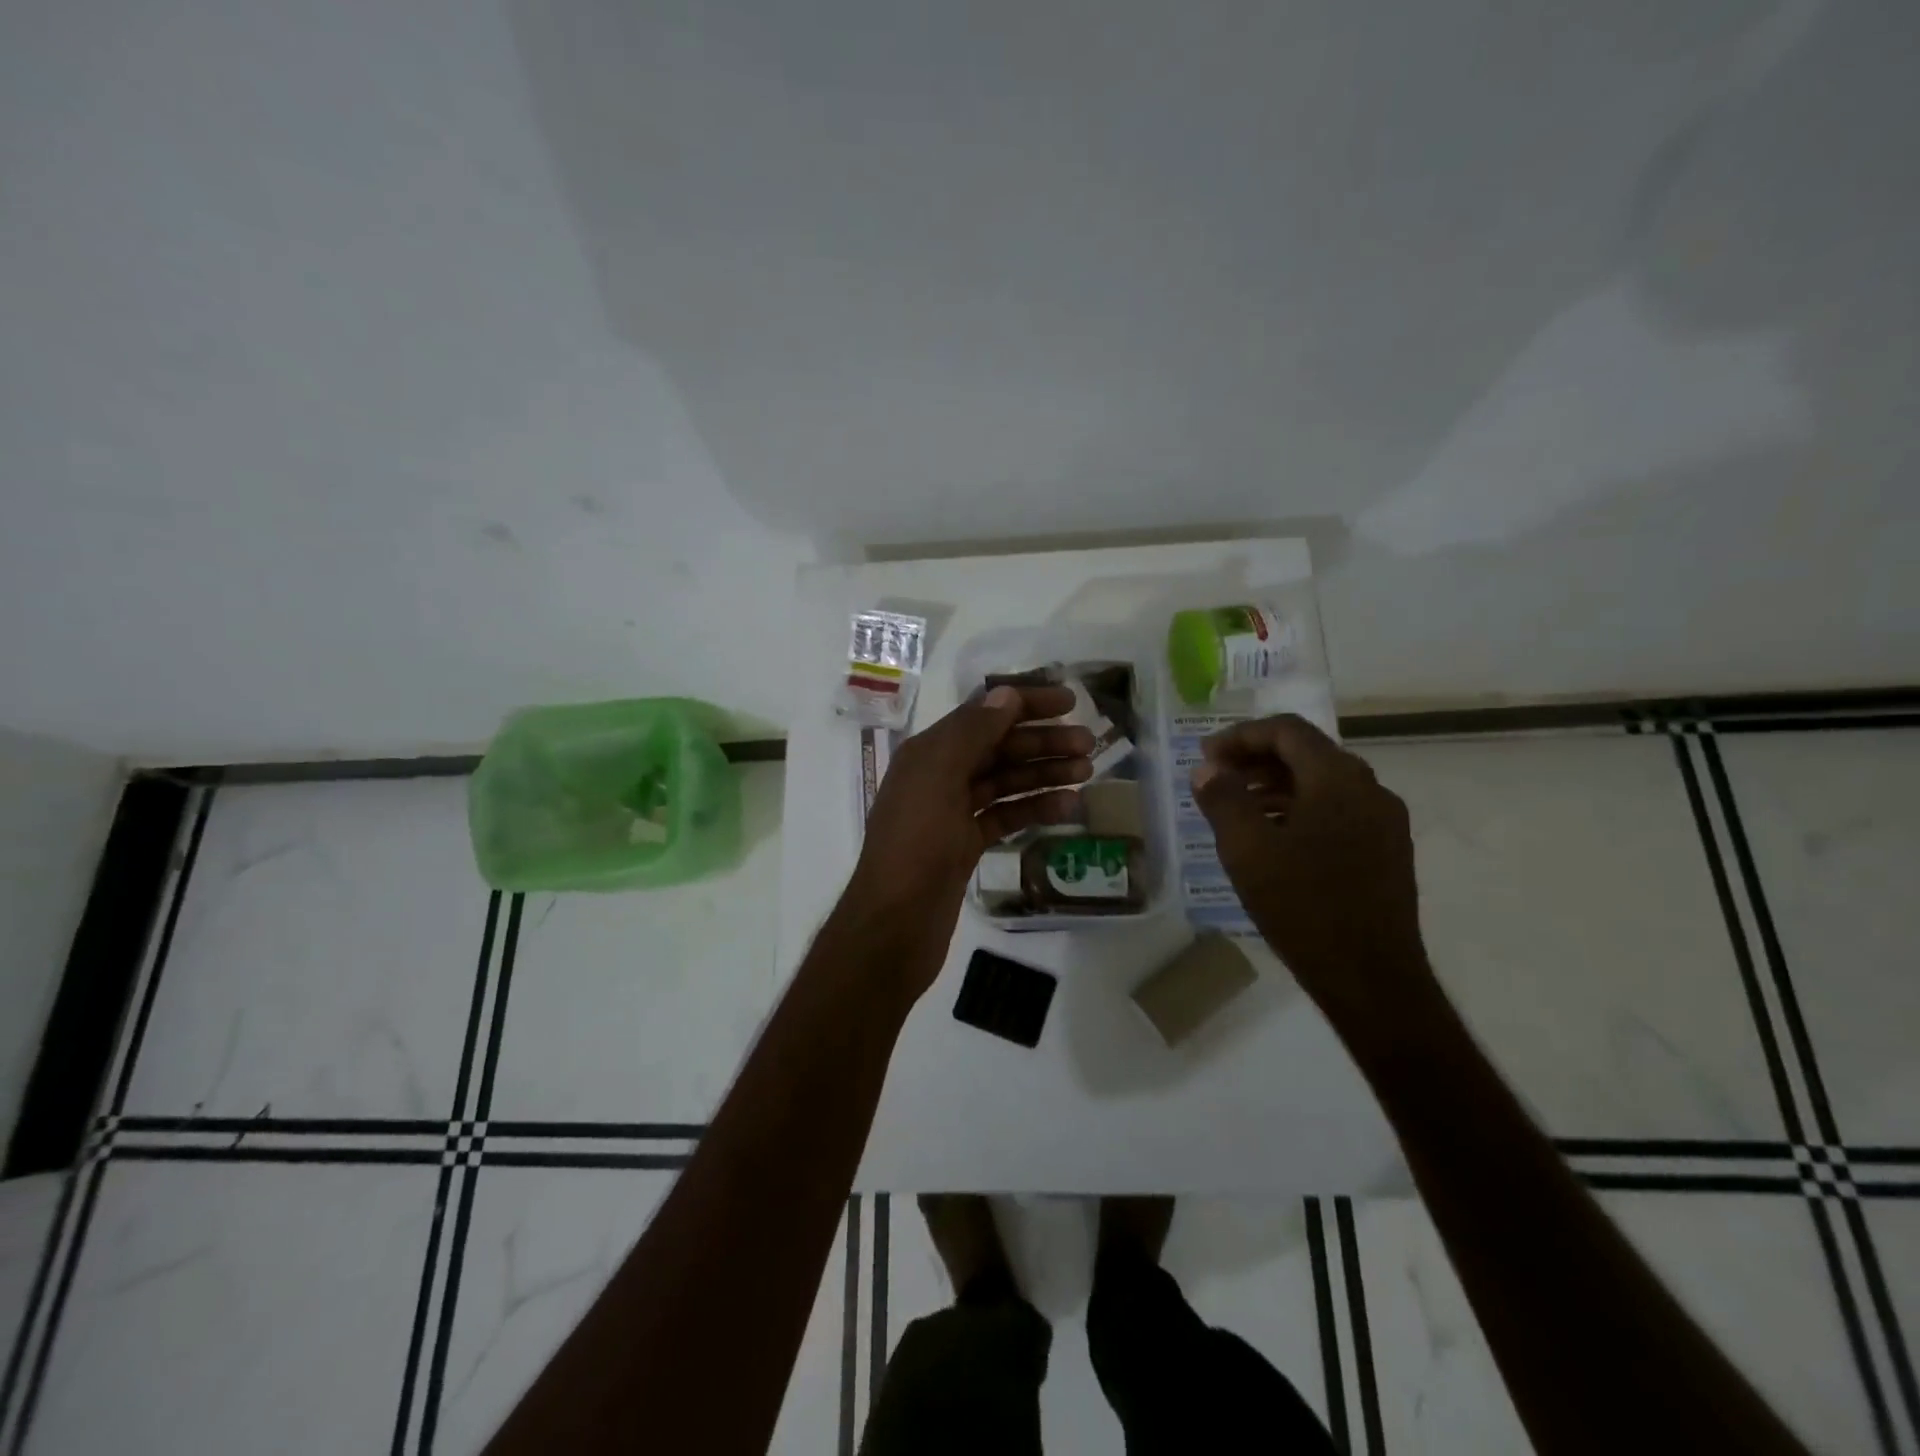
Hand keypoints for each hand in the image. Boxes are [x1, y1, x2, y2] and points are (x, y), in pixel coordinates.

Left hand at [845, 685, 1091, 983]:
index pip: (982, 714)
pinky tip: (1068, 806)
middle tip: (1089, 742)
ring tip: (1087, 771)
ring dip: (1044, 773)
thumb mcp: (939, 777)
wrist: (895, 924)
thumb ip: (972, 733)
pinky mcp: (965, 846)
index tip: (1069, 700)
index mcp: (928, 752)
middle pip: (998, 747)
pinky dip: (1035, 808)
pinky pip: (1005, 817)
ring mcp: (952, 813)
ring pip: (1005, 782)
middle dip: (1042, 741)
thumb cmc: (915, 843)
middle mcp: (939, 776)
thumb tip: (1006, 694)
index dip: (1025, 704)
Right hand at [1192, 714, 1432, 1025]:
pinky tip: (1273, 838)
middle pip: (1307, 753)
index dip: (1241, 736)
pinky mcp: (1387, 851)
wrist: (1371, 978)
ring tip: (1237, 808)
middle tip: (1216, 778)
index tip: (1206, 757)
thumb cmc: (1303, 907)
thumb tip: (1208, 769)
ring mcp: (1384, 821)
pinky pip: (1337, 810)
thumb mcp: (1247, 850)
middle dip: (1257, 759)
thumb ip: (1223, 799)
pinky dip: (1300, 809)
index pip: (1287, 731)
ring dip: (1276, 785)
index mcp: (1338, 779)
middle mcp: (1369, 789)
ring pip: (1323, 783)